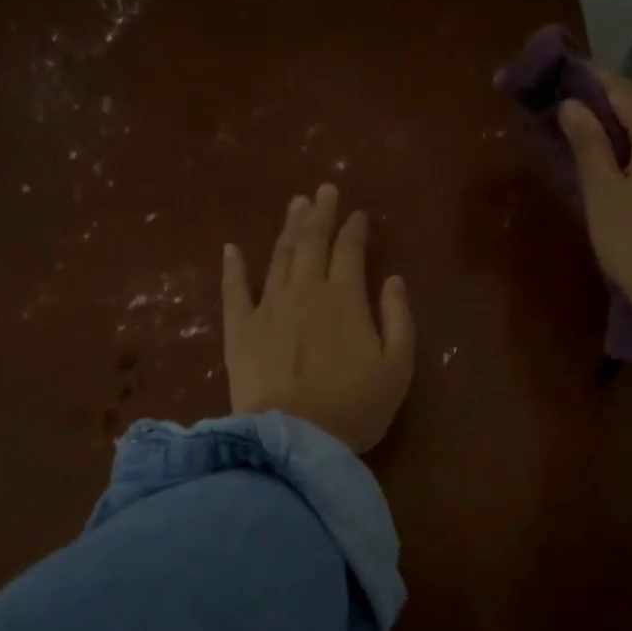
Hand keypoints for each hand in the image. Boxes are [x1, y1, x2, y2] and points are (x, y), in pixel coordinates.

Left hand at [223, 184, 416, 454]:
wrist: (294, 440)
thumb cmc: (354, 407)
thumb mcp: (397, 367)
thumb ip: (399, 318)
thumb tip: (394, 279)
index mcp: (344, 298)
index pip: (350, 250)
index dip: (355, 229)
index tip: (359, 215)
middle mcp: (305, 291)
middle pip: (311, 242)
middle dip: (320, 214)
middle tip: (324, 190)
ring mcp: (268, 307)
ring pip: (278, 257)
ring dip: (288, 228)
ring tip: (295, 205)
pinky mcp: (239, 330)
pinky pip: (234, 290)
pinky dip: (233, 267)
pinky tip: (232, 248)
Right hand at [557, 70, 631, 337]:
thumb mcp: (603, 192)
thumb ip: (589, 145)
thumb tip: (572, 106)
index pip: (622, 89)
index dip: (591, 79)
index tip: (560, 74)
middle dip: (607, 97)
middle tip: (569, 102)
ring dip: (621, 120)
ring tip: (586, 129)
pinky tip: (614, 159)